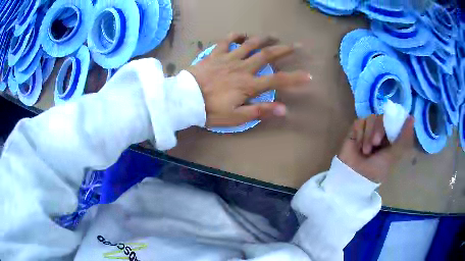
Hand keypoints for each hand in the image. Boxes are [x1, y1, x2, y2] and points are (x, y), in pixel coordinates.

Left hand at [187, 33, 311, 126]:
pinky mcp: (215, 54)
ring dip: (263, 39)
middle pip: (267, 55)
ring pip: (250, 44)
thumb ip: (260, 111)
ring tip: (273, 35)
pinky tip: (242, 34)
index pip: (278, 80)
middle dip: (284, 50)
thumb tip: (283, 109)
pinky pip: (226, 41)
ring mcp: (228, 58)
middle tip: (297, 46)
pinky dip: (235, 35)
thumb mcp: (236, 117)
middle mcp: (242, 68)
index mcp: (249, 85)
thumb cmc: (210, 111)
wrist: (185, 100)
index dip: (295, 78)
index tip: (308, 75)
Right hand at [338, 114, 414, 182]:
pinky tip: (358, 145)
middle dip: (378, 130)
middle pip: (382, 117)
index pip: (393, 119)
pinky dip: (359, 134)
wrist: (356, 175)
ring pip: (371, 118)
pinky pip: (359, 122)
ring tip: (365, 150)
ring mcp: (368, 129)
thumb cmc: (378, 168)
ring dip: (368, 135)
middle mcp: (380, 131)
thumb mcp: (395, 154)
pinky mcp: (356, 129)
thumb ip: (404, 136)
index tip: (390, 130)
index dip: (392, 121)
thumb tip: (412, 117)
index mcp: (391, 136)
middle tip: (375, 143)